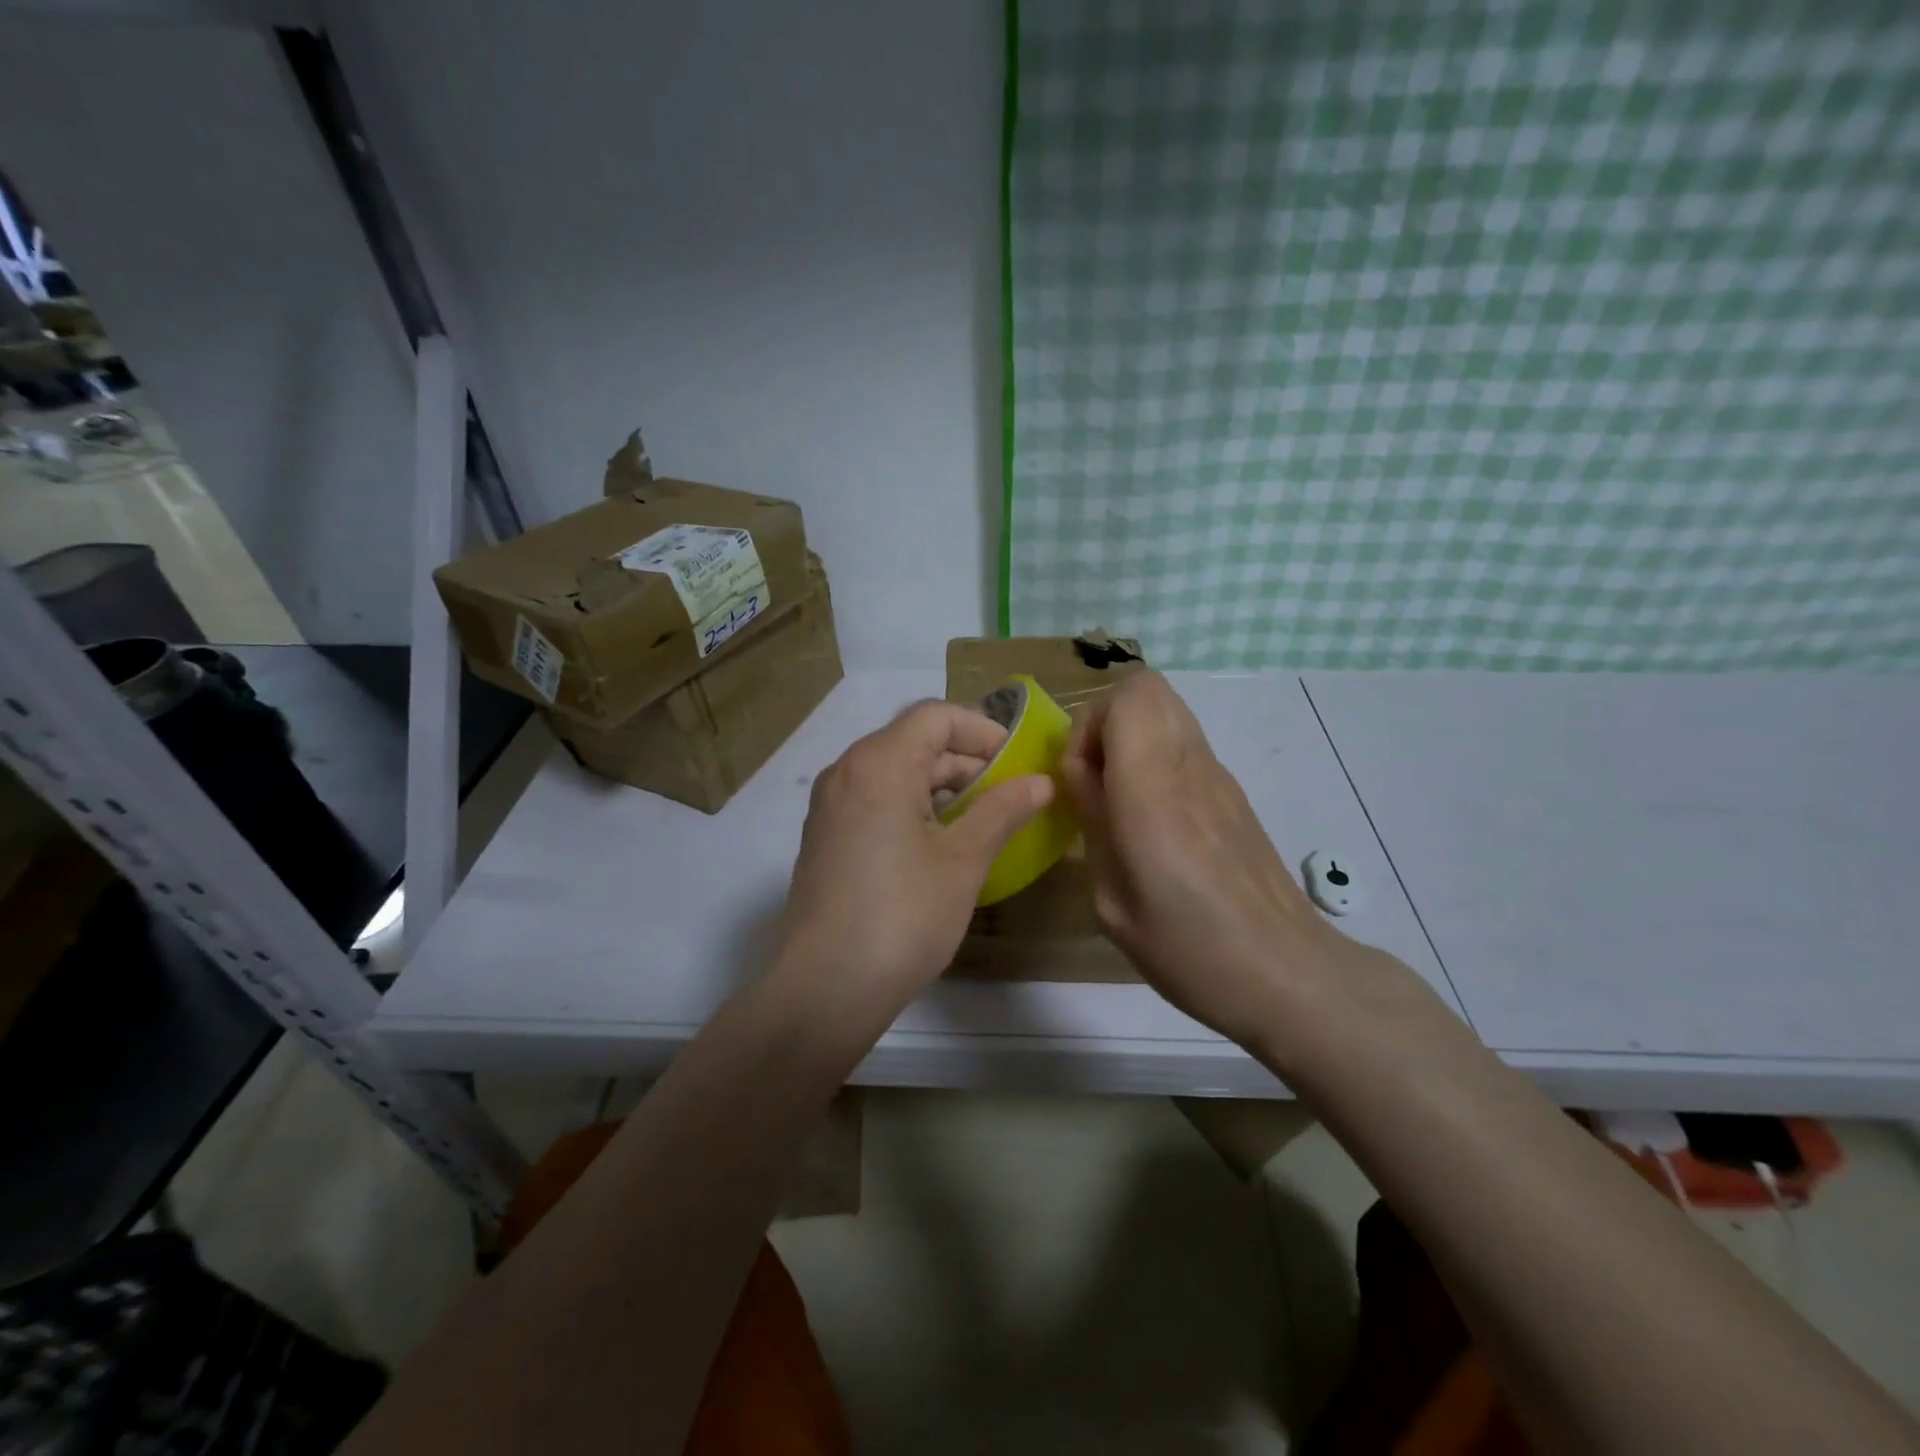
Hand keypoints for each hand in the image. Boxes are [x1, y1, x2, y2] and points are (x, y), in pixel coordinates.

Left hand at [778, 700, 1052, 1003]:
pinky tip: (941, 843)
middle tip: (1009, 794)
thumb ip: (1002, 811)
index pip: (935, 716)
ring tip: (983, 820)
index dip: (982, 730)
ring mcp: (830, 805)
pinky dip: (912, 805)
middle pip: (913, 741)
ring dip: (941, 786)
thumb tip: (1041, 782)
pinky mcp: (825, 836)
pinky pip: (875, 799)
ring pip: (894, 771)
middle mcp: (846, 771)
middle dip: (966, 761)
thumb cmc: (903, 916)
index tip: (1017, 761)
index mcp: (879, 763)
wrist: (825, 988)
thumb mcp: (963, 861)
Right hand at [1061, 672, 1346, 1044]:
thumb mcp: (1112, 899)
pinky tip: (1153, 821)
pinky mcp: (1234, 794)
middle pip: (1149, 689)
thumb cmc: (1187, 948)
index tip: (1078, 779)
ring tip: (1119, 799)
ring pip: (1169, 712)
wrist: (1284, 973)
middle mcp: (1190, 766)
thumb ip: (1093, 824)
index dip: (1088, 726)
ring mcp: (1219, 777)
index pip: (1127, 698)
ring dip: (1132, 739)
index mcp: (1154, 790)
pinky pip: (1186, 746)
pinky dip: (1157, 759)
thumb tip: (1084, 780)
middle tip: (1094, 779)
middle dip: (1105, 722)